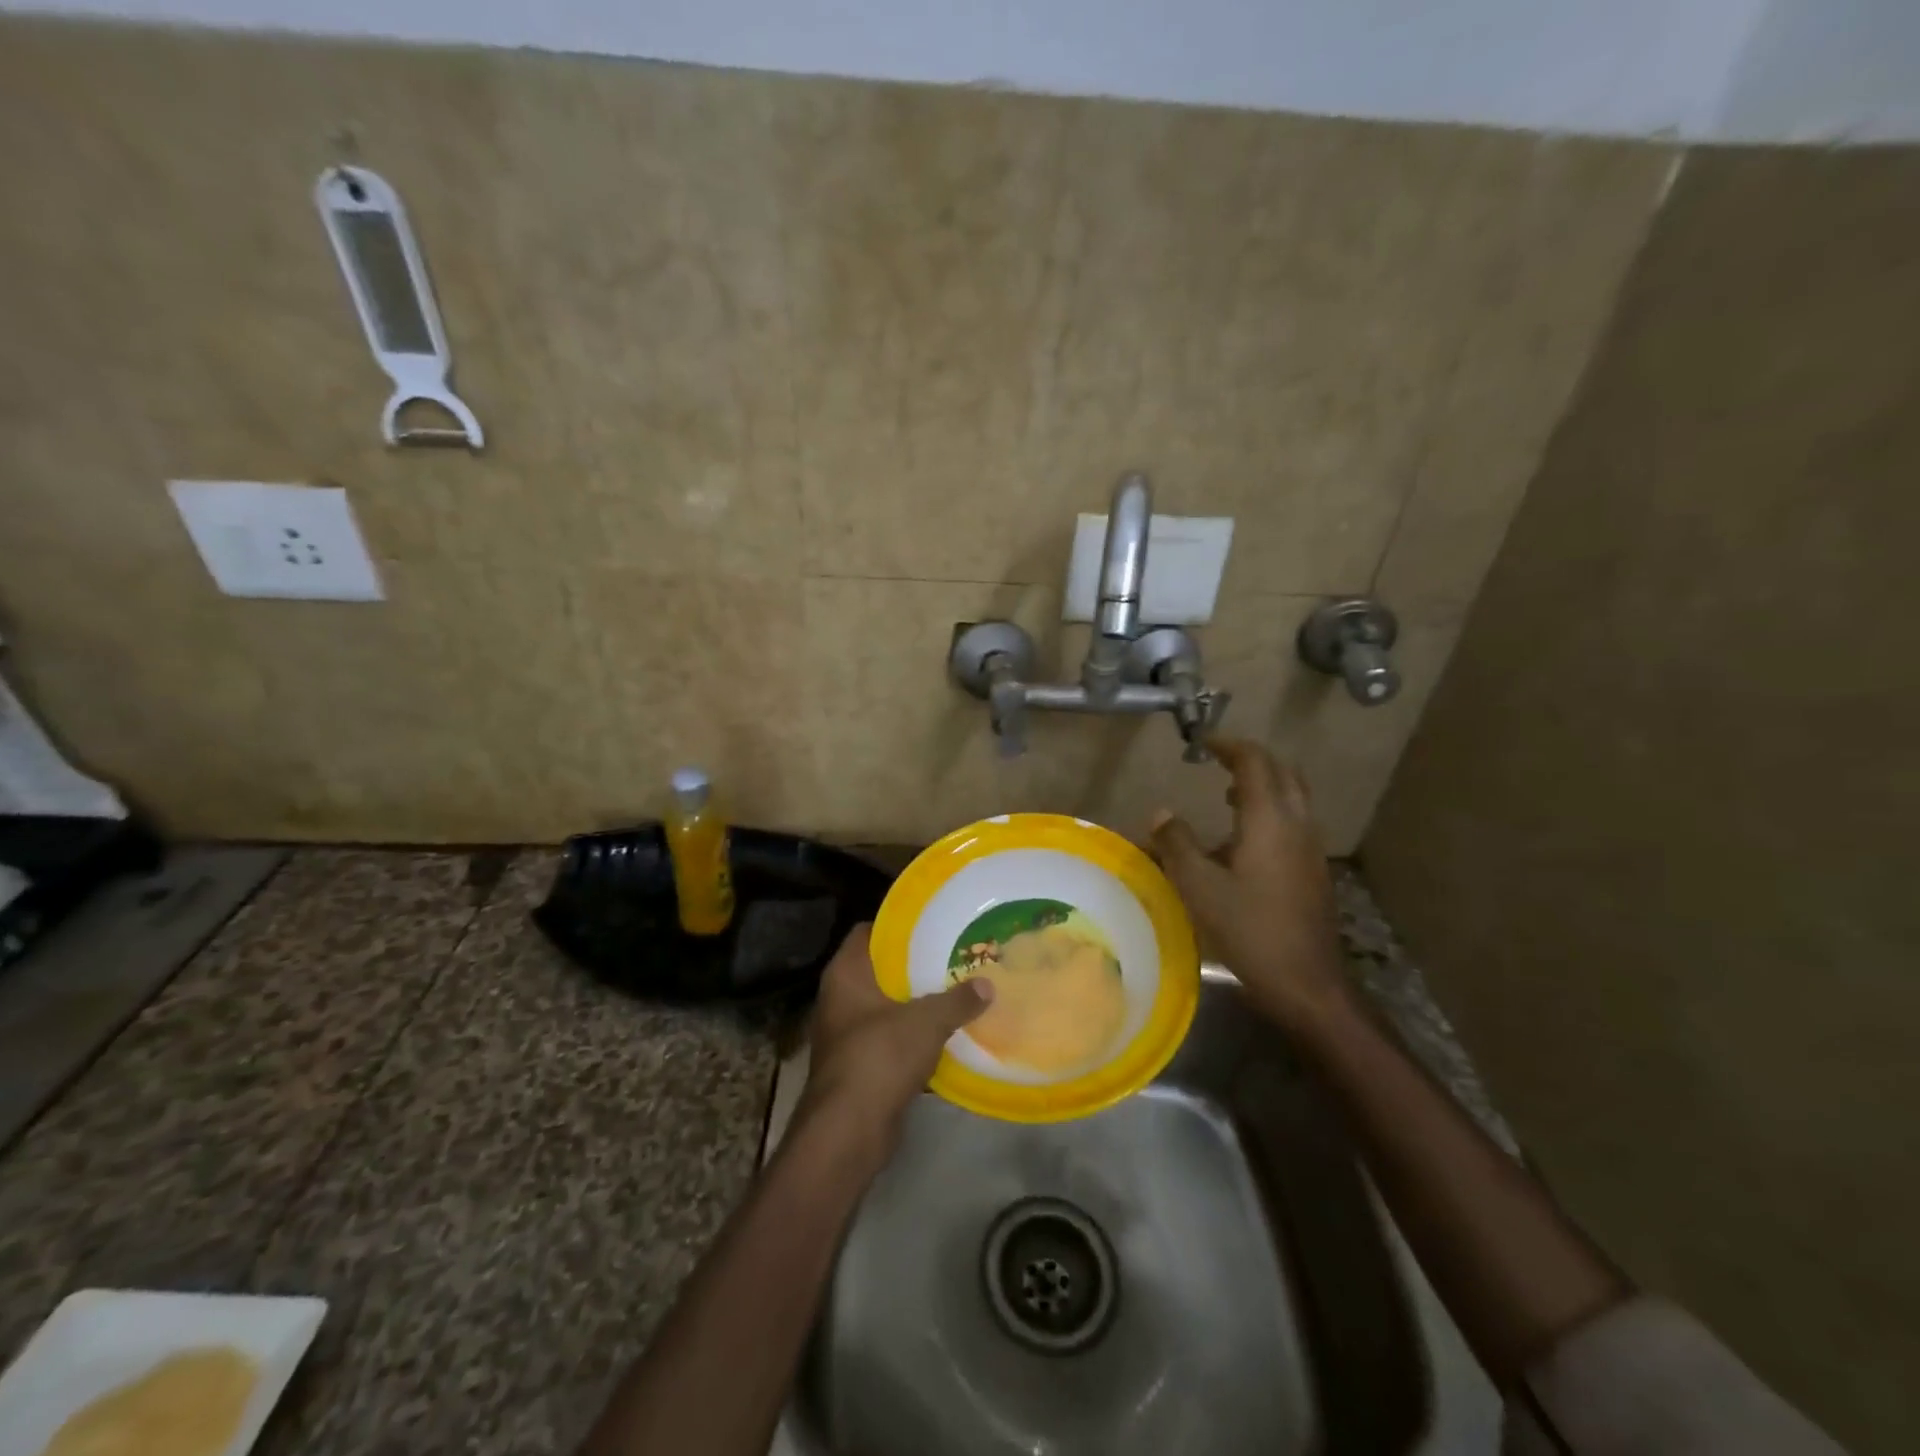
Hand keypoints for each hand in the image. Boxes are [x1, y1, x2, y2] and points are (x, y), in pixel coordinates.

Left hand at [796, 925, 992, 1155]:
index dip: (897, 926)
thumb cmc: (880, 1056)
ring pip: (885, 1005)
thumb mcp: (926, 1021)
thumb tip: (988, 984)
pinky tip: (943, 1032)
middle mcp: (839, 998)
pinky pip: (888, 1037)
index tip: (930, 925)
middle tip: (951, 956)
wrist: (849, 1130)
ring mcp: (845, 1033)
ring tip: (954, 990)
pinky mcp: (857, 1064)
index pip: (867, 932)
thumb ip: (958, 1000)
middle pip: (879, 969)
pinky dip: (911, 1034)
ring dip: (914, 1002)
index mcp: (845, 974)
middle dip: (913, 965)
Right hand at [1150, 738, 1351, 1032]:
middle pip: (1281, 772)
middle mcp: (1297, 824)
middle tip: (1218, 761)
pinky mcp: (1313, 870)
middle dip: (1250, 760)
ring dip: (1262, 786)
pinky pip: (1293, 822)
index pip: (1254, 762)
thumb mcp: (1199, 887)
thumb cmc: (1249, 930)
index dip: (1228, 746)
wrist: (1307, 983)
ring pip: (1292, 797)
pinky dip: (1270, 812)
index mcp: (1269, 820)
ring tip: (1225, 795)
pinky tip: (1242, 842)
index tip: (1202, 743)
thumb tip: (1160, 813)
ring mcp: (1311, 848)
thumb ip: (1177, 844)